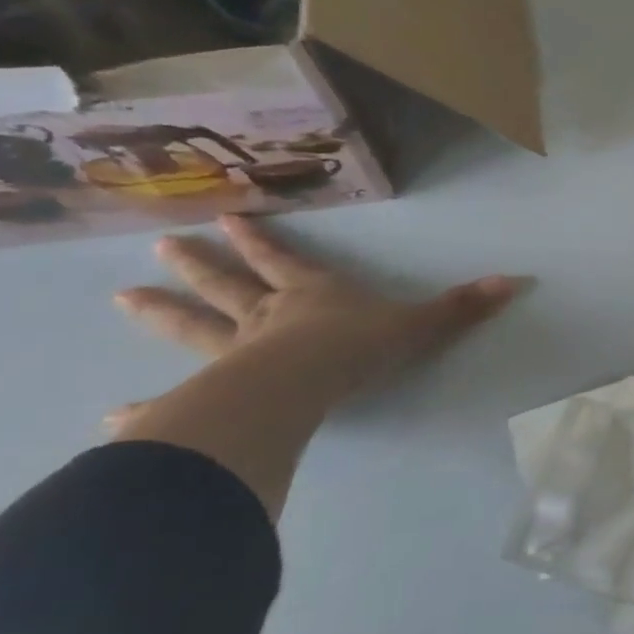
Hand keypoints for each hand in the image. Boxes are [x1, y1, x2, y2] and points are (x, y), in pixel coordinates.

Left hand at [111, 215, 522, 427]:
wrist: (302, 385)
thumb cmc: (357, 347)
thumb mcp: (420, 324)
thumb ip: (464, 306)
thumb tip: (518, 280)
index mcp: (313, 297)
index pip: (287, 262)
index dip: (262, 241)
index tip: (227, 217)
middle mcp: (268, 318)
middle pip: (231, 286)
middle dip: (203, 266)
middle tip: (164, 247)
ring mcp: (236, 355)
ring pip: (196, 328)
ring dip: (164, 313)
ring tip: (123, 299)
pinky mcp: (217, 394)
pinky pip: (180, 398)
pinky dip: (149, 408)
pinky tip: (115, 416)